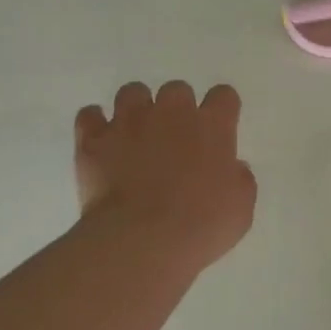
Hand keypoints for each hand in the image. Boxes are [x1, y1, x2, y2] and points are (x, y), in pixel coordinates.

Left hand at [75, 81, 256, 273]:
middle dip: (177, 109)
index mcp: (212, 126)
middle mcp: (171, 113)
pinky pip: (89, 115)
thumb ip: (239, 180)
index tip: (219, 128)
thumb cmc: (202, 226)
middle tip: (175, 139)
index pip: (224, 96)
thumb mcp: (241, 208)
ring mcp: (128, 122)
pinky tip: (101, 142)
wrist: (143, 240)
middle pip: (177, 89)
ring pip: (132, 92)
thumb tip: (233, 168)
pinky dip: (95, 125)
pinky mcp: (93, 140)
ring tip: (136, 135)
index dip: (222, 110)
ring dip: (137, 109)